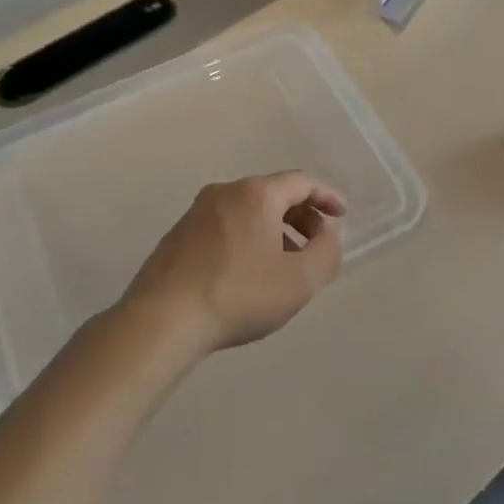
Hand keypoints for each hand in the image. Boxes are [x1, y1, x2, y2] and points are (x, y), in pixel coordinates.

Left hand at [121, 172, 346, 351]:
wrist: (162, 321)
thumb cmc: (239, 295)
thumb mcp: (301, 280)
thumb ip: (326, 252)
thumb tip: (327, 234)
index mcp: (256, 194)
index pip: (301, 182)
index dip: (326, 197)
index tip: (342, 215)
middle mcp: (224, 192)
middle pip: (273, 194)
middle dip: (301, 216)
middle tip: (316, 245)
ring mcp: (196, 213)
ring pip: (247, 211)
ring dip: (274, 230)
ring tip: (284, 264)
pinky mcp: (177, 236)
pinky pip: (225, 227)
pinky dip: (247, 239)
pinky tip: (248, 273)